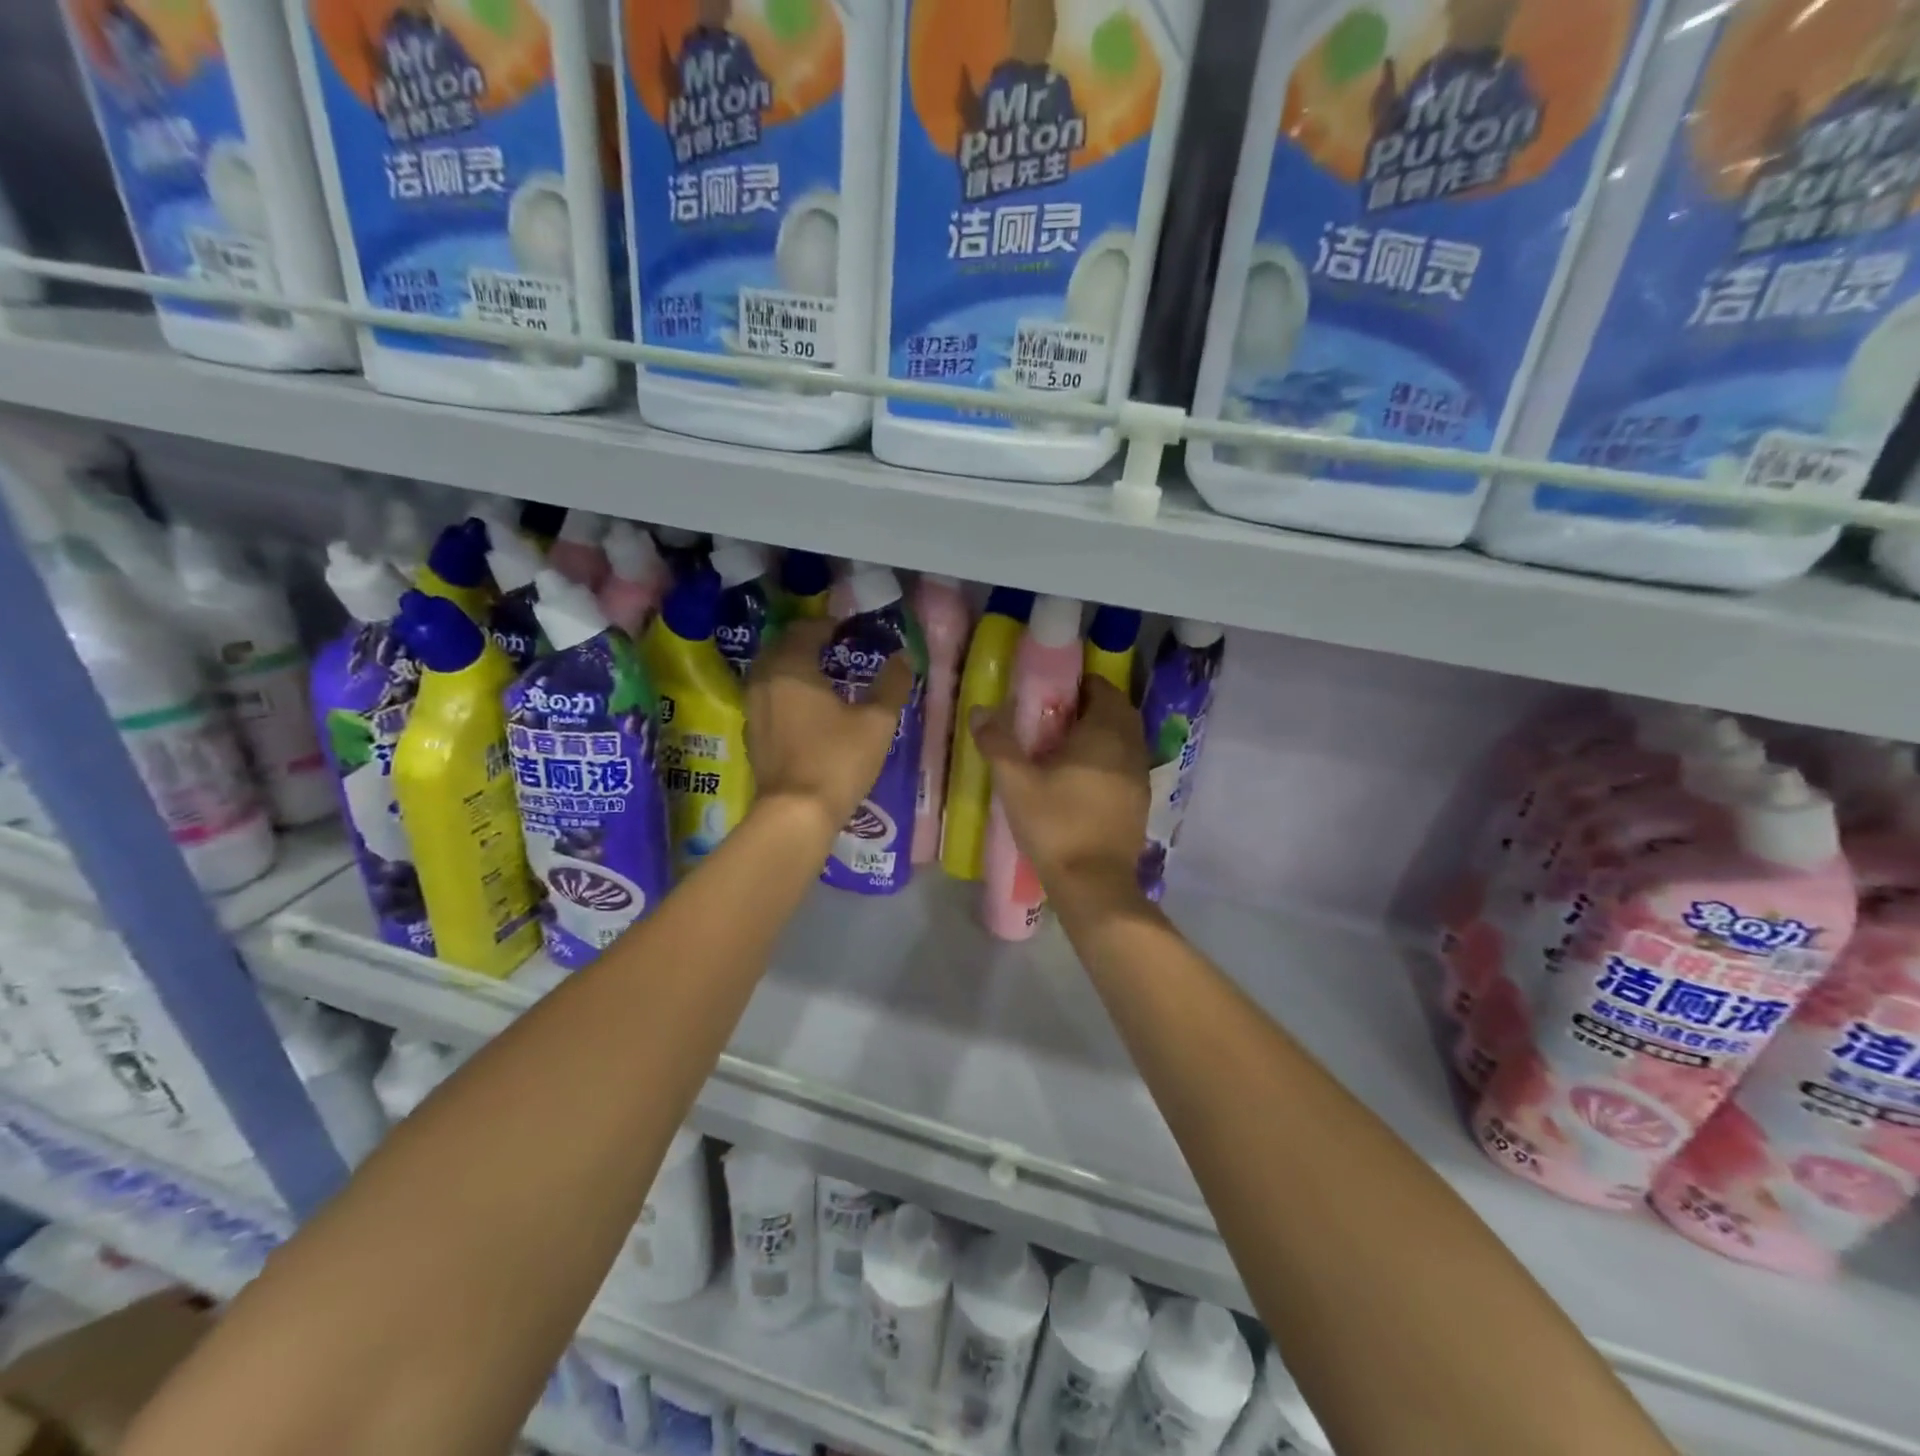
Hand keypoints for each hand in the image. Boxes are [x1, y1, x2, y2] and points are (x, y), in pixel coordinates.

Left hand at [745, 617, 912, 835]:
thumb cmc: (838, 760)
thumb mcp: (876, 722)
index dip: (828, 625)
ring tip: (823, 677)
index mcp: (791, 668)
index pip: (805, 630)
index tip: (849, 630)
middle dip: (807, 643)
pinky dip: (785, 692)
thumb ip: (891, 685)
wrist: (796, 813)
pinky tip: (807, 709)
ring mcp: (754, 709)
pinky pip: (767, 698)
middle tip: (836, 650)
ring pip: (771, 674)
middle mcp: (765, 681)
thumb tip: (903, 657)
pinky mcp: (753, 734)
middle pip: (782, 647)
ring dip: (794, 668)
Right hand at [970, 677, 1150, 913]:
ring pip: (1127, 738)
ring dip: (1105, 732)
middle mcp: (1130, 747)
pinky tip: (1085, 777)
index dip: (1082, 685)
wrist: (1093, 883)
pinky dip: (1111, 758)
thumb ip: (998, 743)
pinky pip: (1128, 764)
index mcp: (1104, 733)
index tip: (1055, 693)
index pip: (1103, 689)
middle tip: (1060, 717)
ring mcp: (1140, 776)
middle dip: (1094, 706)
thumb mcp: (1016, 783)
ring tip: (1070, 746)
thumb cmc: (1055, 825)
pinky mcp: (1141, 801)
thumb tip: (979, 710)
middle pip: (1119, 711)